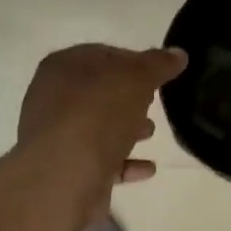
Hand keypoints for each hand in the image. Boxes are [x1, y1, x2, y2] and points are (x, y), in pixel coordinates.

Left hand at [18, 44, 186, 218]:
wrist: (65, 176)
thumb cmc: (97, 114)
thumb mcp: (136, 79)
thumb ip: (158, 65)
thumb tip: (178, 54)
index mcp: (63, 67)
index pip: (103, 54)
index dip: (134, 61)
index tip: (159, 73)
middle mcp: (53, 98)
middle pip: (99, 92)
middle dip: (129, 97)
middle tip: (155, 102)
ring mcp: (57, 136)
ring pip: (98, 127)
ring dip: (126, 129)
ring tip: (151, 133)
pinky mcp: (67, 169)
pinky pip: (101, 161)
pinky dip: (124, 162)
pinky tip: (148, 168)